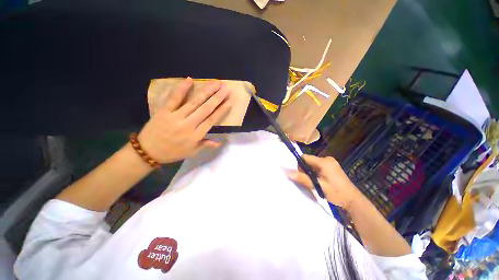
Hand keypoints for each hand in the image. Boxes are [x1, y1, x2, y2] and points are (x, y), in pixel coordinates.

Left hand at [138, 77, 230, 163]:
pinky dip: (182, 89)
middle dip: (217, 98)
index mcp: (195, 135)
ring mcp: (176, 116)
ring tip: (216, 83)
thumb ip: (206, 145)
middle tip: (226, 88)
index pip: (211, 120)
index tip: (229, 101)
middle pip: (205, 109)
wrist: (147, 152)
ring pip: (194, 102)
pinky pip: (174, 98)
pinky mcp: (164, 111)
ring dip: (206, 92)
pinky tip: (190, 80)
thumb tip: (220, 142)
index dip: (221, 110)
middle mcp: (188, 124)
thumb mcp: (191, 152)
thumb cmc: (172, 152)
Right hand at [286, 155, 363, 210]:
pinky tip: (315, 180)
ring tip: (308, 181)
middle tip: (302, 179)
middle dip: (303, 169)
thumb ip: (303, 179)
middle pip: (309, 160)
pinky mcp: (332, 167)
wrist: (354, 201)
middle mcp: (327, 159)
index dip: (298, 164)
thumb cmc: (336, 193)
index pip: (305, 157)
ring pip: (313, 164)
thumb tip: (288, 174)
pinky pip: (318, 167)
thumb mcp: (318, 186)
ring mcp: (330, 163)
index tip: (295, 173)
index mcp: (324, 162)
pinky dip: (314, 172)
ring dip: (309, 171)